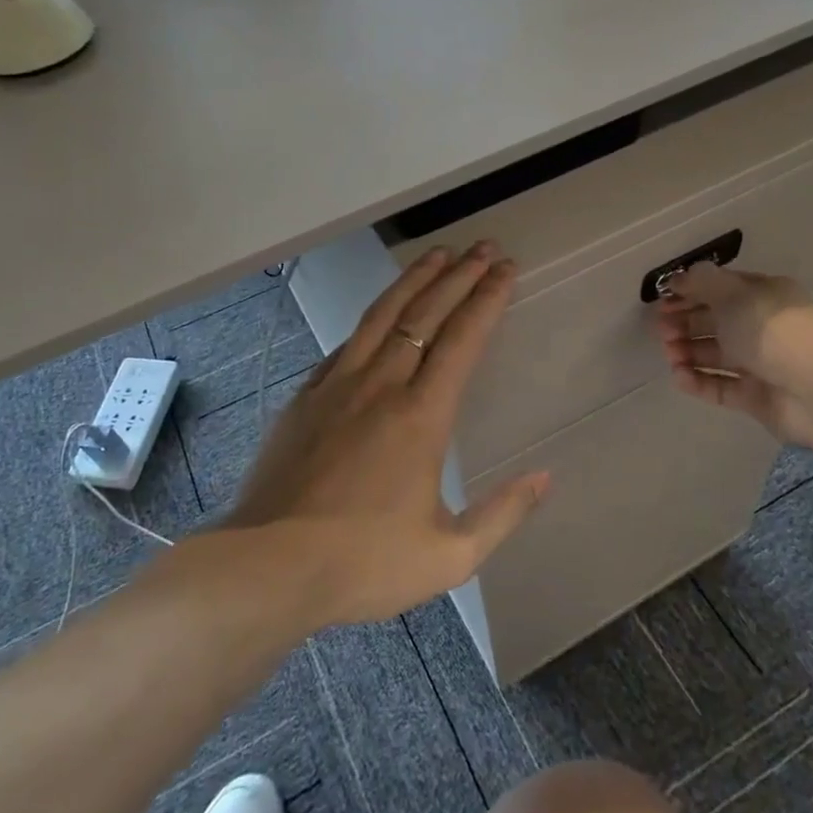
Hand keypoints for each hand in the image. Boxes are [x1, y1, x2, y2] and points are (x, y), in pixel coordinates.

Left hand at [228, 244, 548, 626]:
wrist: (268, 565)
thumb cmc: (363, 563)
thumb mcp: (449, 556)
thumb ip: (502, 514)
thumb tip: (544, 477)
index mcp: (421, 415)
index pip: (462, 339)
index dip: (488, 299)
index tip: (506, 269)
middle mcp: (380, 385)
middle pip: (425, 313)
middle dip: (459, 275)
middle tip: (482, 247)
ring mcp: (337, 385)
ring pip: (381, 316)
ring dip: (413, 281)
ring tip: (437, 255)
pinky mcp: (306, 398)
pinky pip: (345, 344)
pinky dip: (371, 320)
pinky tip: (378, 315)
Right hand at [653, 264, 812, 445]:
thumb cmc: (774, 331)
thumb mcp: (734, 294)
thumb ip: (702, 283)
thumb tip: (679, 277)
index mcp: (764, 295)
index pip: (721, 289)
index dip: (691, 292)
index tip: (663, 299)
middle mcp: (762, 326)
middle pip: (715, 321)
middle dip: (685, 322)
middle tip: (661, 329)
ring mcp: (760, 363)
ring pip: (715, 355)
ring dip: (688, 352)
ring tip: (670, 355)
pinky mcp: (755, 397)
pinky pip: (720, 386)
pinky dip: (698, 381)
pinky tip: (679, 378)